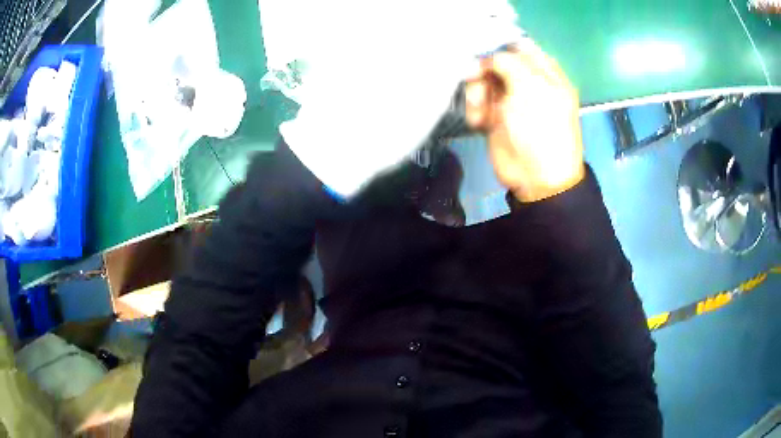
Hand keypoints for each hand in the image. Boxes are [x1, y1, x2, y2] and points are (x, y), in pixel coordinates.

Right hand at [464, 40, 584, 202]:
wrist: (537, 178)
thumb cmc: (541, 130)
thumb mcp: (531, 89)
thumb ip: (509, 63)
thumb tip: (489, 56)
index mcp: (545, 74)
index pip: (519, 47)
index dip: (498, 46)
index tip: (479, 51)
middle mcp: (528, 84)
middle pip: (497, 64)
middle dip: (483, 71)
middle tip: (474, 79)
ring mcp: (512, 101)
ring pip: (483, 83)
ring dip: (476, 93)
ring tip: (479, 110)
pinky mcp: (496, 118)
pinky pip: (477, 103)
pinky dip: (475, 111)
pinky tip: (479, 122)